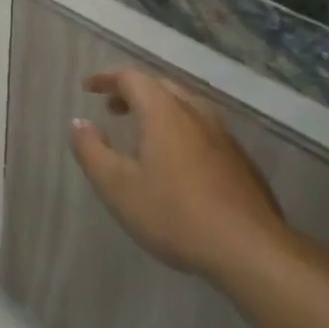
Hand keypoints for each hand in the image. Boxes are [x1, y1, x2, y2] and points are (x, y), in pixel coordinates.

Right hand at [70, 67, 295, 286]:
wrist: (251, 250)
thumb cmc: (175, 214)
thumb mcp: (118, 187)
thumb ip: (92, 151)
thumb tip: (78, 123)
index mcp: (164, 112)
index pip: (132, 77)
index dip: (107, 78)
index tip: (88, 87)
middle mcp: (195, 113)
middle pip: (160, 86)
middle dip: (132, 91)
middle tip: (112, 107)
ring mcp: (222, 135)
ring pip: (185, 106)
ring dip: (158, 109)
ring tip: (141, 132)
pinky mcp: (240, 159)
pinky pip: (202, 128)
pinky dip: (179, 128)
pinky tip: (175, 160)